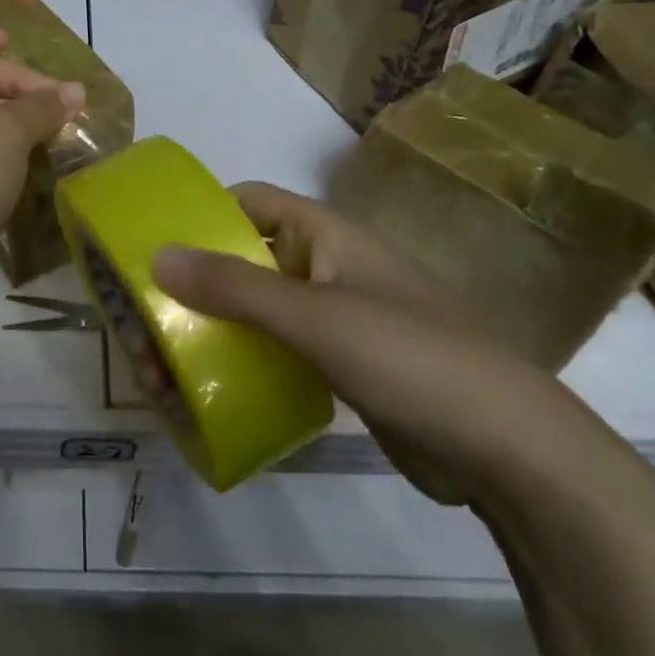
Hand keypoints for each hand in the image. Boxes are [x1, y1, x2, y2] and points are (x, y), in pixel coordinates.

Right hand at [153, 182, 601, 506]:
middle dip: (194, 287)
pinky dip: (242, 361)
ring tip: (162, 368)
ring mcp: (336, 318)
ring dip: (212, 330)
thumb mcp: (316, 317)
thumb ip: (235, 287)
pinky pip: (278, 351)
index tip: (152, 244)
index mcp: (326, 235)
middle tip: (143, 324)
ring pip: (258, 310)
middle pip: (245, 260)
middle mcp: (326, 267)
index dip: (201, 214)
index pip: (250, 202)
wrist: (511, 453)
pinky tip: (209, 390)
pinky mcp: (342, 367)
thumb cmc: (411, 358)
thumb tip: (157, 255)